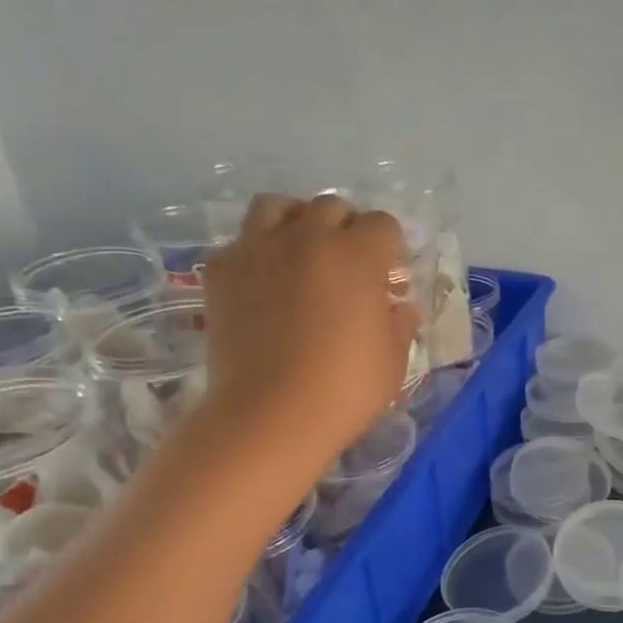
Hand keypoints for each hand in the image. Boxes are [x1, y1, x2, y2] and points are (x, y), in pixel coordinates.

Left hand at [200, 193, 418, 465]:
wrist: (271, 415)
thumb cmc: (346, 388)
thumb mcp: (393, 360)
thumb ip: (400, 324)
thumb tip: (402, 307)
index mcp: (356, 254)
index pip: (383, 224)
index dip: (391, 249)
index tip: (389, 278)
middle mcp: (306, 237)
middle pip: (331, 207)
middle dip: (347, 229)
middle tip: (349, 267)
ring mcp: (257, 249)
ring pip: (277, 207)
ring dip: (296, 222)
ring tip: (302, 255)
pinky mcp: (221, 271)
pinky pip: (240, 241)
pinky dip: (256, 252)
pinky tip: (264, 282)